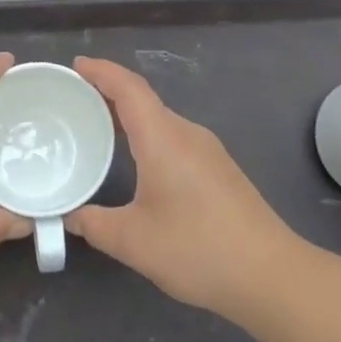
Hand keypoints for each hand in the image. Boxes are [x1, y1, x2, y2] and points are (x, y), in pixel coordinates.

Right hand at [69, 57, 304, 319]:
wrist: (271, 275)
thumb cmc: (198, 249)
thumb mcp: (133, 241)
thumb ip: (93, 224)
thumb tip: (69, 216)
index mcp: (164, 139)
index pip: (129, 89)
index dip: (101, 72)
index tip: (76, 66)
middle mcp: (188, 135)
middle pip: (145, 100)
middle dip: (109, 93)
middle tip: (74, 101)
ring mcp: (209, 152)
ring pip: (161, 121)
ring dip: (130, 117)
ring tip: (99, 128)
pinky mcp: (220, 171)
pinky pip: (175, 139)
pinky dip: (148, 137)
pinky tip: (137, 161)